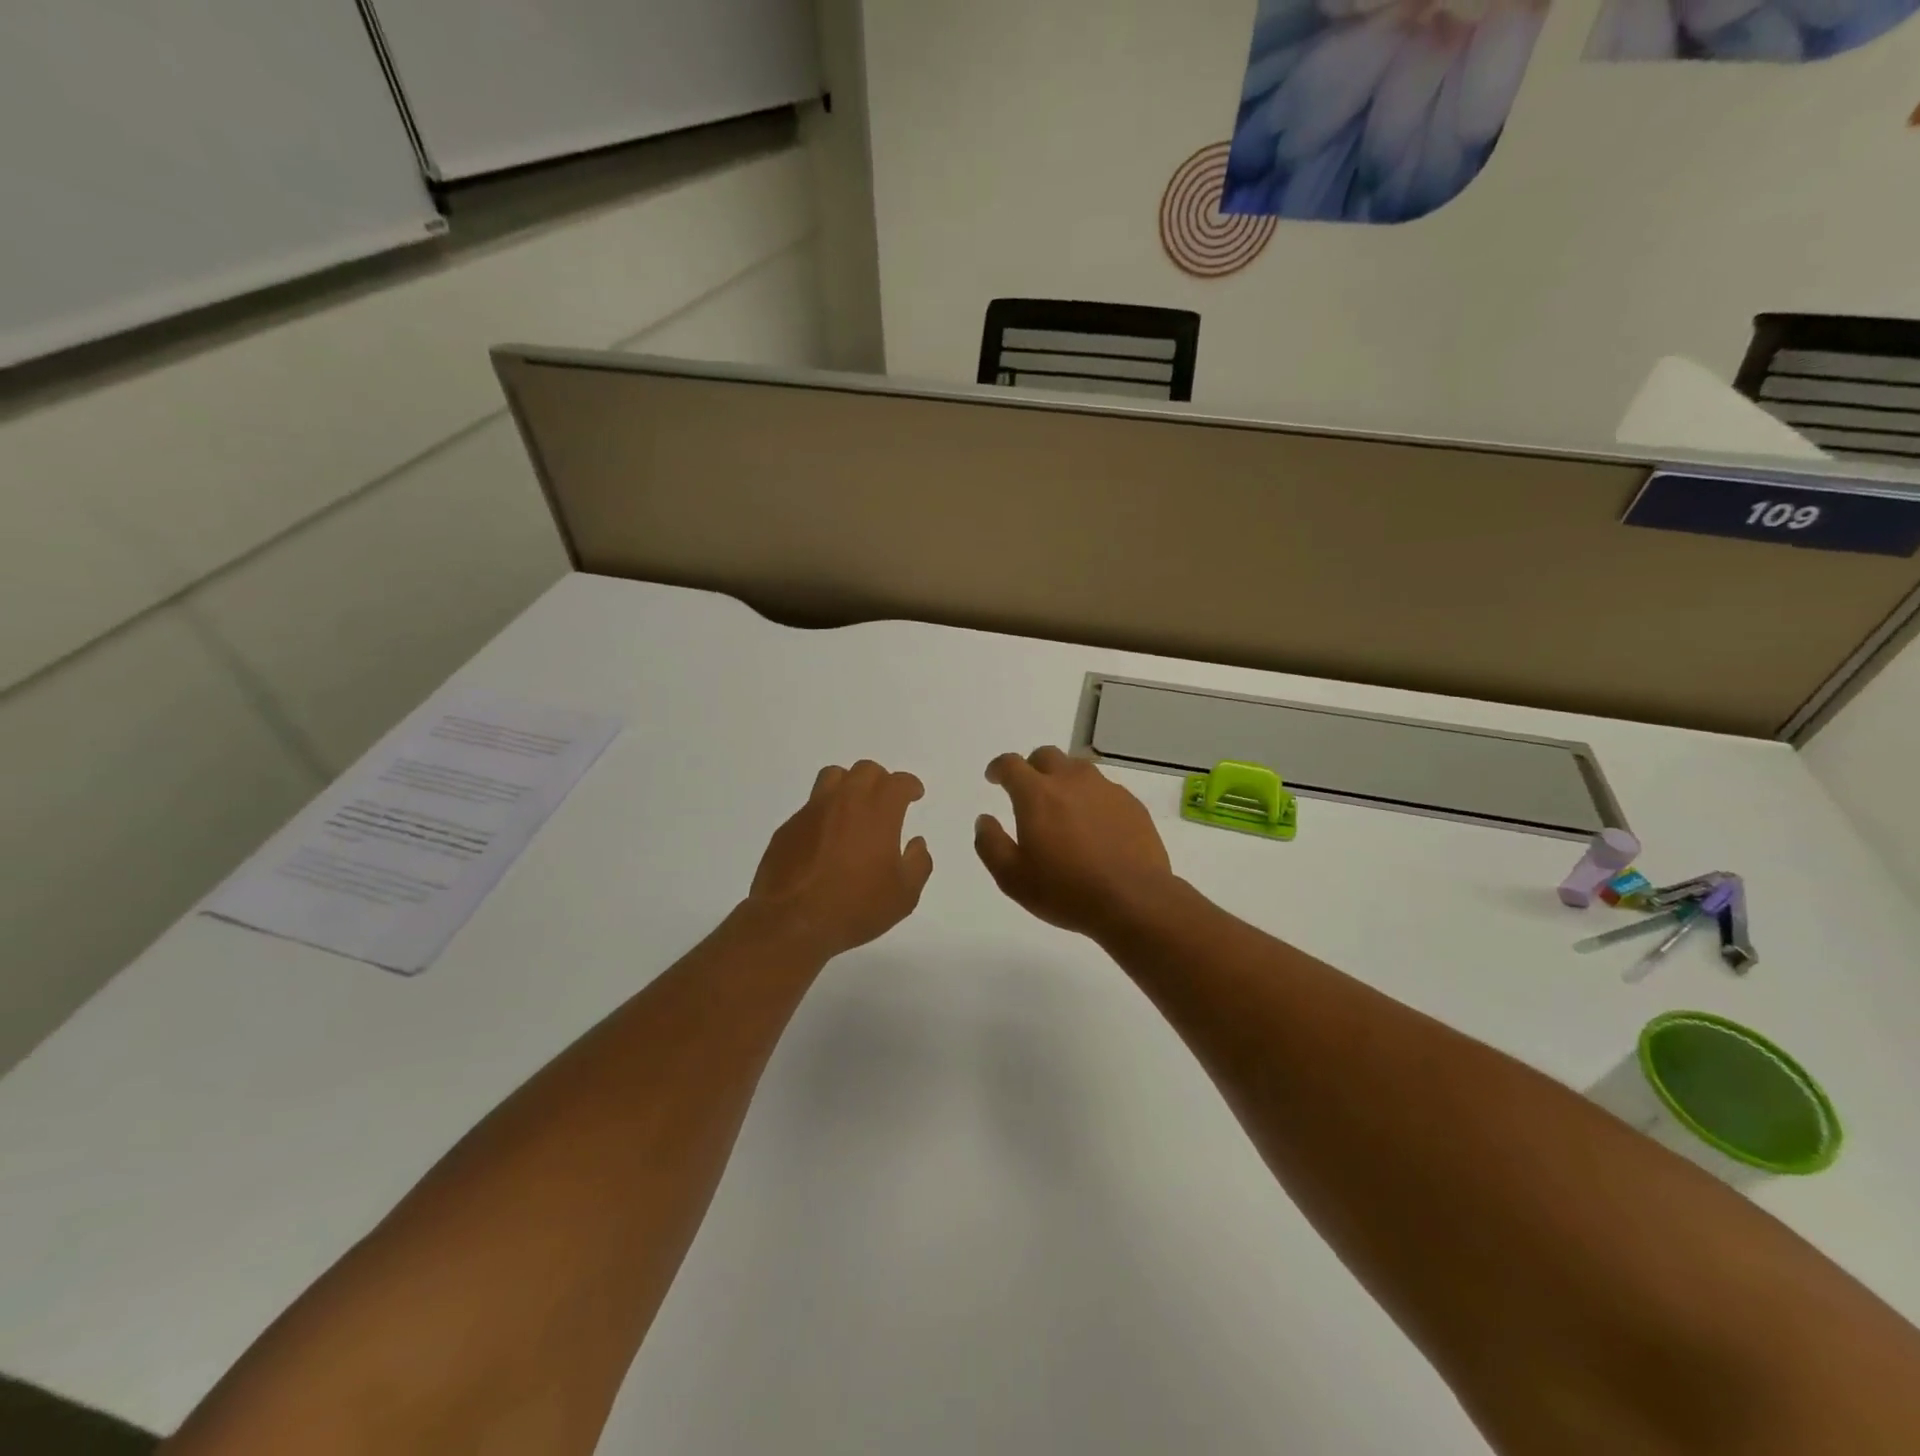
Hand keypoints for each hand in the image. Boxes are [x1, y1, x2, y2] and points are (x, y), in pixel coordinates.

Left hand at [745, 760, 933, 960]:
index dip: (909, 785)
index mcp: (878, 811)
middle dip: (881, 781)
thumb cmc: (856, 907)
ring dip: (849, 785)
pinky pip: (811, 806)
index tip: (914, 795)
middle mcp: (845, 801)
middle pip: (865, 770)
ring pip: (833, 777)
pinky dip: (824, 812)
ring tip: (854, 808)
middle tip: (886, 802)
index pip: (898, 782)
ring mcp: (812, 811)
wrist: (792, 922)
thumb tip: (916, 843)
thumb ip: (918, 863)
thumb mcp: (904, 895)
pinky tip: (826, 837)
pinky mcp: (789, 827)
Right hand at [975, 747, 1176, 938]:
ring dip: (1063, 779)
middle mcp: (1071, 780)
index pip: (1011, 765)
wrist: (1134, 900)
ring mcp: (1105, 789)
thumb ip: (990, 844)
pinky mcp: (1131, 804)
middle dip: (1031, 768)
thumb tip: (985, 820)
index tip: (994, 778)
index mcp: (1037, 794)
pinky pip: (1104, 789)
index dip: (998, 768)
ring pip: (1077, 769)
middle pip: (1046, 756)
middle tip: (1028, 791)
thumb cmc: (1066, 891)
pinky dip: (1091, 798)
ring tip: (1062, 808)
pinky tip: (1094, 825)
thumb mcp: (1012, 878)